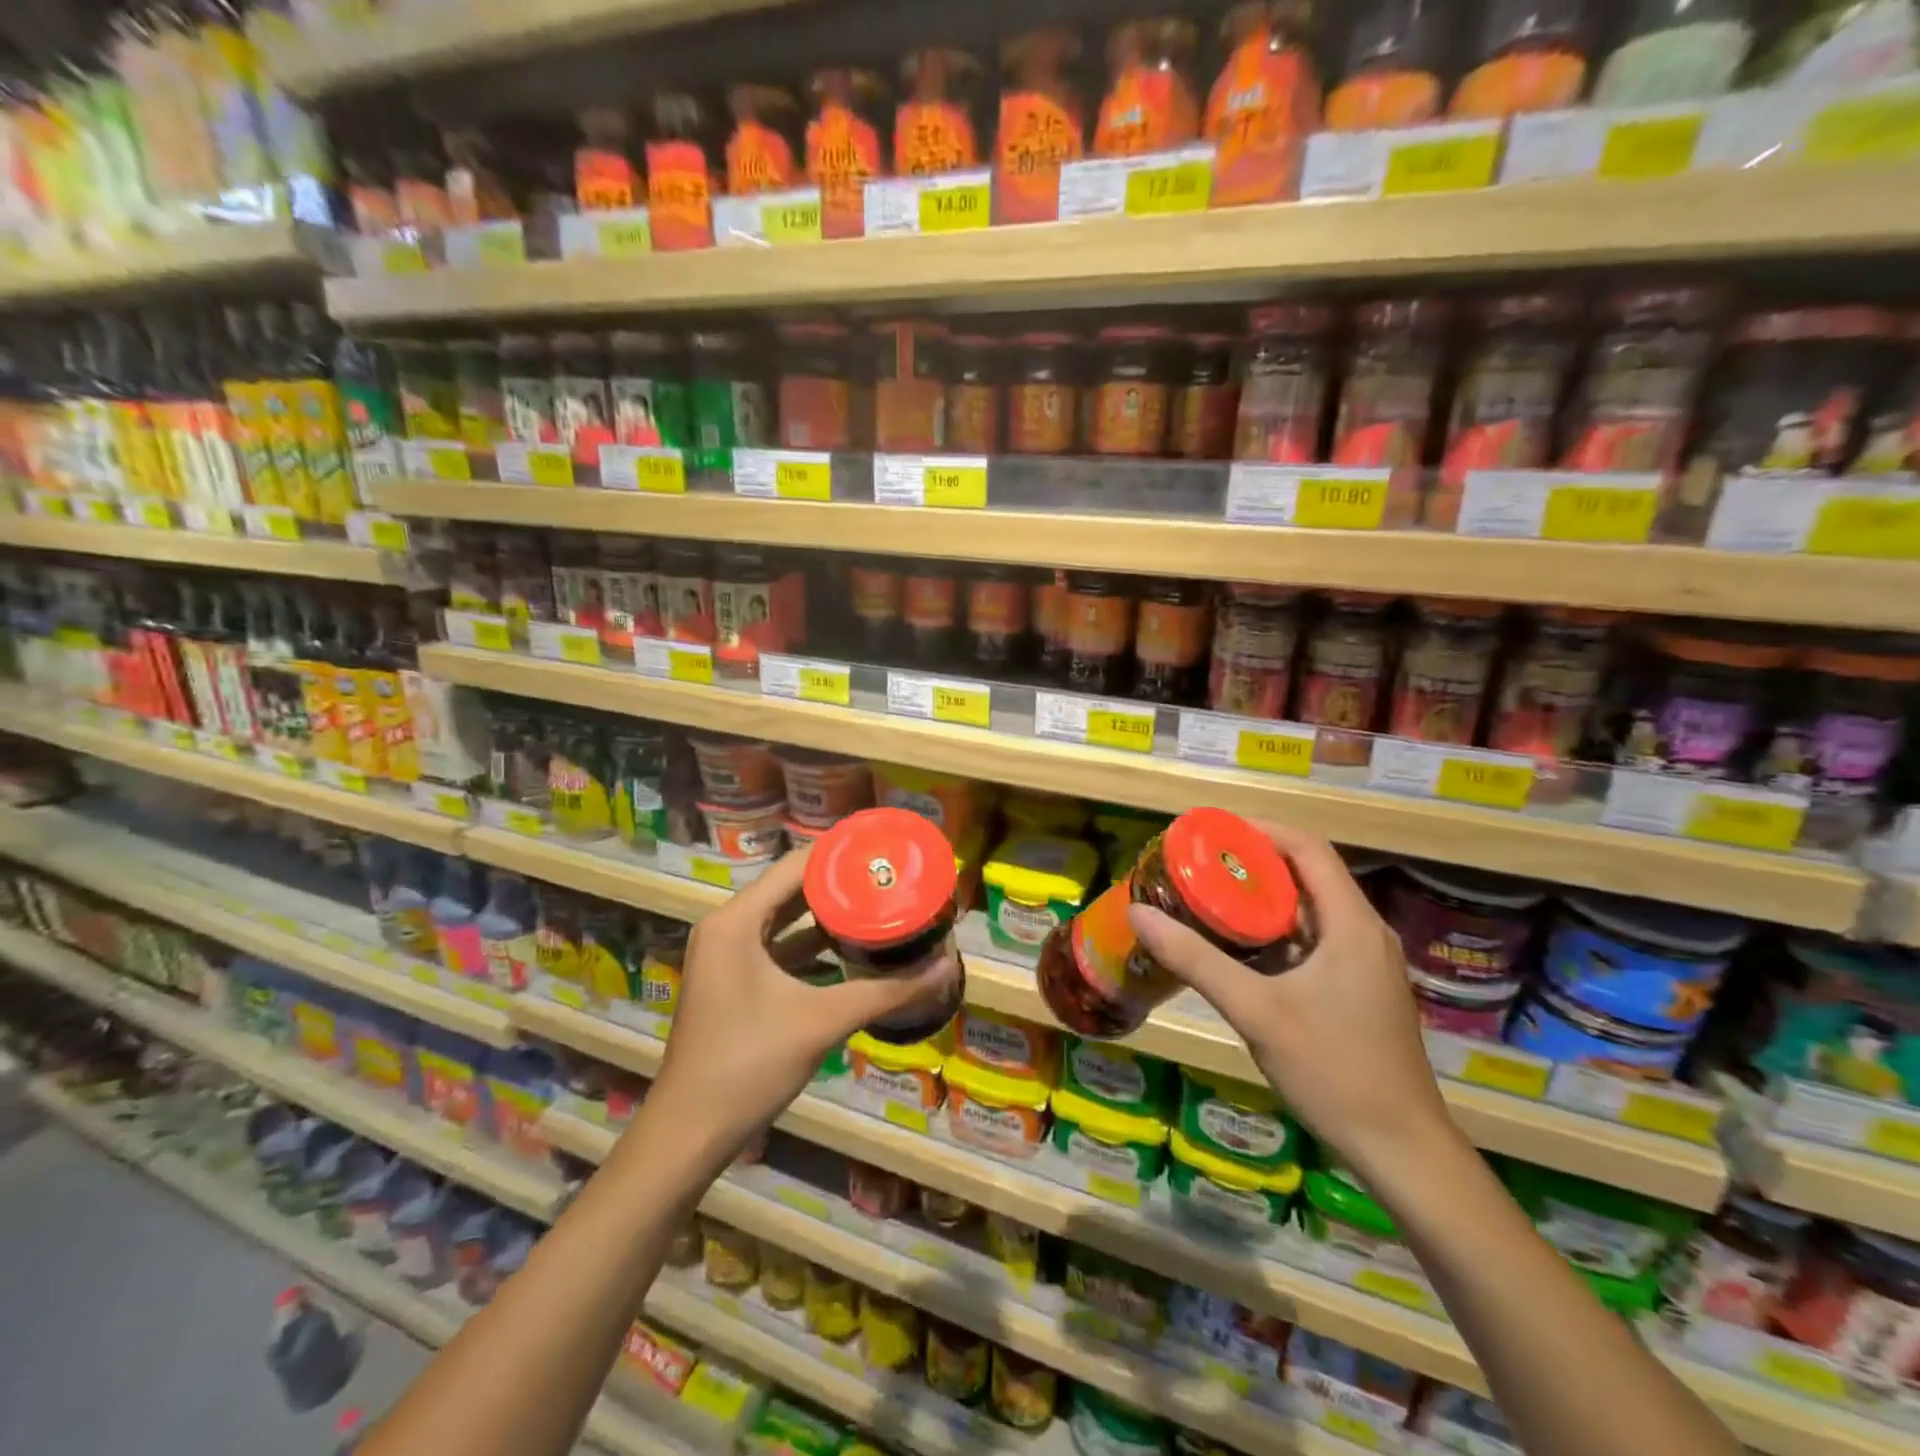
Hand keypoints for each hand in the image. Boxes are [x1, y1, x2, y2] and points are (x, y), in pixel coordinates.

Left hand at [643, 846, 958, 1161]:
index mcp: (737, 921)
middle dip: (840, 883)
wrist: (689, 1134)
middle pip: (791, 889)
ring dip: (827, 914)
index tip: (884, 848)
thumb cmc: (749, 1064)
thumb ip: (887, 992)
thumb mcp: (823, 1021)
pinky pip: (778, 948)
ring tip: (878, 903)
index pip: (796, 866)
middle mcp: (727, 928)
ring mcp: (726, 956)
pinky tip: (851, 949)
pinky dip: (812, 945)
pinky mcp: (733, 982)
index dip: (841, 853)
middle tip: (889, 875)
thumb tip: (946, 969)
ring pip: (785, 919)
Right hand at [1126, 825, 1454, 1180]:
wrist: (1403, 1151)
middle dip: (1253, 863)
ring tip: (1210, 899)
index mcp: (1351, 924)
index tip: (1210, 833)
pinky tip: (1240, 951)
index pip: (1308, 848)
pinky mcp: (1360, 991)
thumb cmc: (1333, 1071)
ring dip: (1263, 899)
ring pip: (1310, 910)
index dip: (1260, 830)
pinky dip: (1276, 933)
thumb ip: (1196, 959)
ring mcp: (1365, 964)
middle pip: (1308, 875)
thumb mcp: (1256, 1011)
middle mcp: (1364, 933)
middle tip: (1199, 866)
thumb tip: (1139, 914)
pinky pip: (1314, 941)